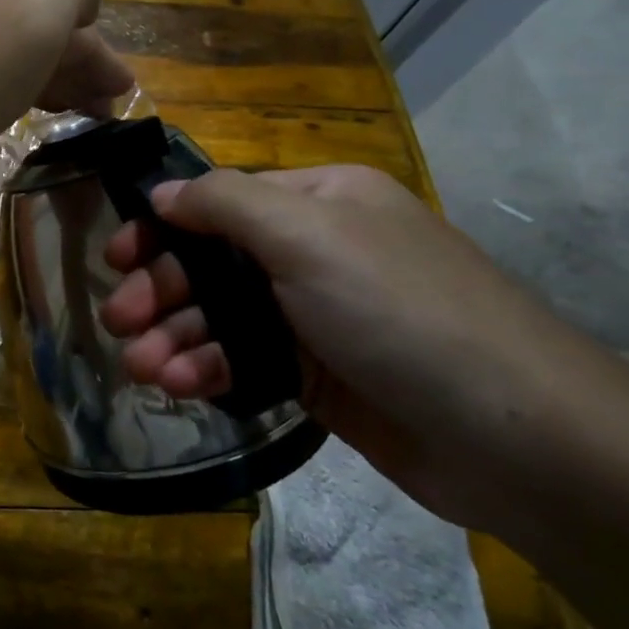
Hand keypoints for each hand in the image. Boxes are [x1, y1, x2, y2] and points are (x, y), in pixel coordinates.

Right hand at [98, 165, 607, 528]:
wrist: (512, 435)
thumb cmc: (398, 310)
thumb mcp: (307, 234)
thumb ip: (223, 203)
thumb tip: (161, 193)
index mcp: (317, 202)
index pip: (217, 203)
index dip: (161, 228)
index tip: (115, 259)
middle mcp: (312, 251)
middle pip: (210, 262)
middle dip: (161, 291)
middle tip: (119, 323)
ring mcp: (312, 316)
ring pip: (218, 316)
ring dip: (175, 338)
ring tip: (144, 369)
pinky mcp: (313, 374)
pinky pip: (240, 360)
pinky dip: (206, 370)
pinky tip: (180, 387)